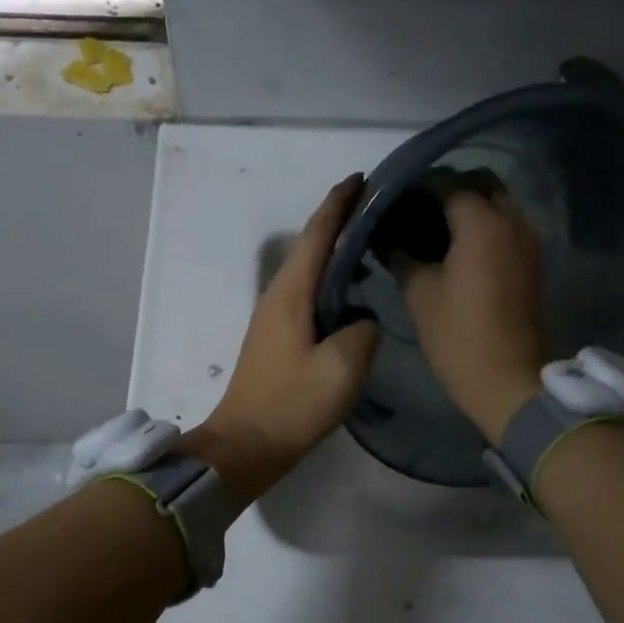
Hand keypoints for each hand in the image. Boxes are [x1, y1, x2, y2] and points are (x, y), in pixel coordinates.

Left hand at [184, 176, 379, 500]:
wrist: (246, 444)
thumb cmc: (292, 404)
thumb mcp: (341, 368)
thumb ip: (362, 331)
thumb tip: (363, 319)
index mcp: (291, 293)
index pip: (318, 233)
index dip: (340, 203)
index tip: (363, 178)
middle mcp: (279, 295)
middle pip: (311, 245)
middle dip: (340, 219)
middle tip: (378, 204)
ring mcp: (275, 316)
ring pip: (309, 268)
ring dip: (335, 248)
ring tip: (370, 238)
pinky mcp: (278, 336)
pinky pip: (308, 292)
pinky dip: (330, 277)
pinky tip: (351, 288)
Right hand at [401, 191, 547, 443]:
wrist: (508, 380)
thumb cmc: (458, 336)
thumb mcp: (419, 292)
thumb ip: (400, 254)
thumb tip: (381, 235)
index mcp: (482, 224)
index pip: (446, 184)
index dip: (416, 188)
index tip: (392, 200)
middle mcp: (512, 221)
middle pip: (480, 184)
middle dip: (447, 189)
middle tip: (414, 209)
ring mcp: (527, 240)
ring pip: (497, 203)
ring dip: (467, 206)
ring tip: (431, 227)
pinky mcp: (531, 260)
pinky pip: (506, 225)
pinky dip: (483, 224)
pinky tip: (453, 246)